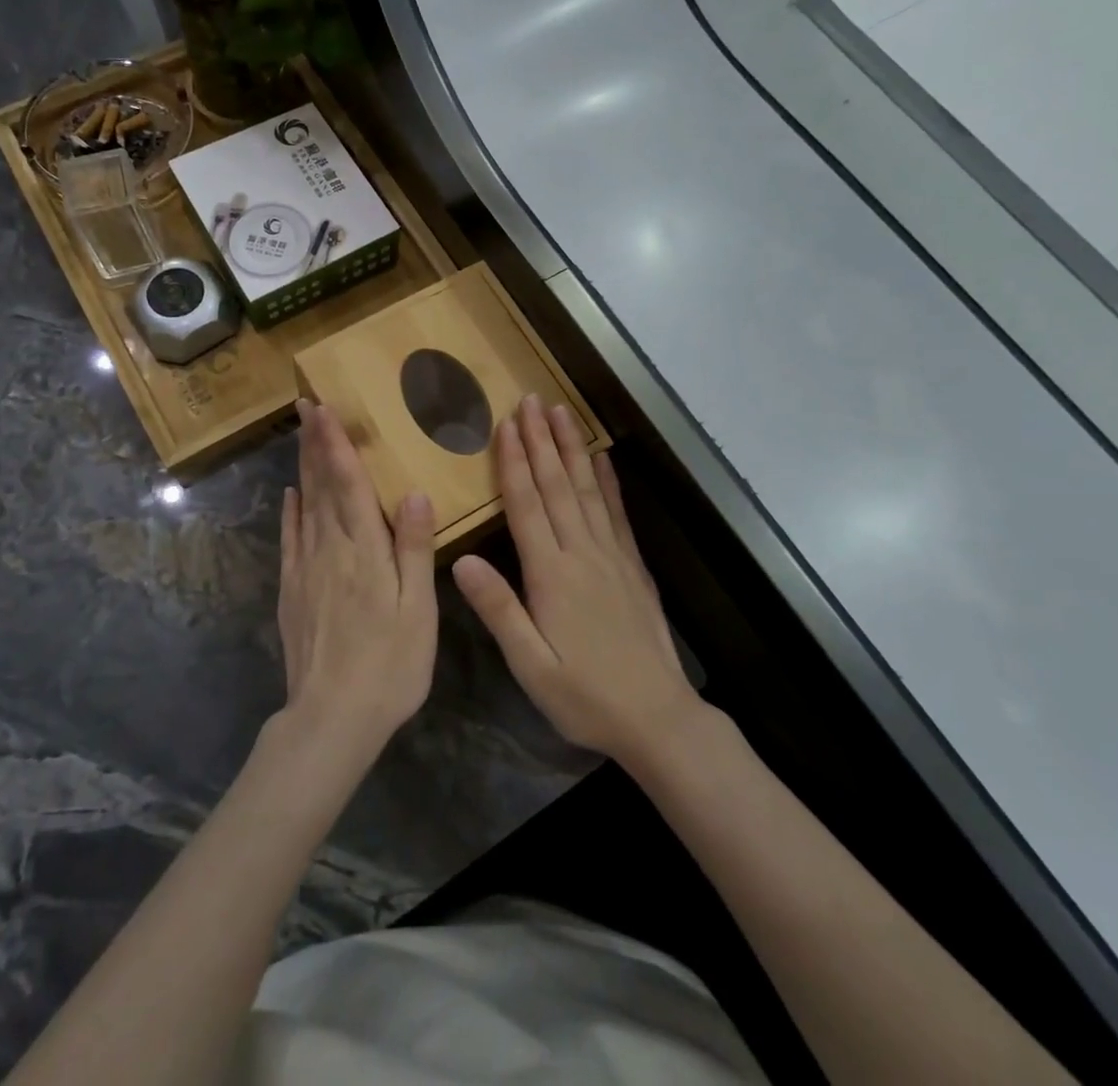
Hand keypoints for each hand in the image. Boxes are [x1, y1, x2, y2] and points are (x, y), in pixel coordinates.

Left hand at [277, 399, 438, 754]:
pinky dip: (290, 512)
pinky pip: (289, 539)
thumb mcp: (417, 610)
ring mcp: (305, 569)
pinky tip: (290, 495)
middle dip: (314, 443)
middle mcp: (330, 549)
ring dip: (303, 467)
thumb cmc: (390, 664)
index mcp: (365, 550)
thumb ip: (415, 549)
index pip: (348, 483)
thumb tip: (415, 493)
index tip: (323, 408)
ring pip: (304, 506)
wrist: (331, 717)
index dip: (335, 443)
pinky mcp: (291, 590)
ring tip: (301, 436)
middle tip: (304, 405)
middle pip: (321, 486)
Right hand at [453, 395, 695, 762]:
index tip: (505, 423)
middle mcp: (582, 553)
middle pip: (556, 485)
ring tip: (562, 412)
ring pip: (587, 489)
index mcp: (551, 574)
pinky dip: (608, 481)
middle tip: (531, 399)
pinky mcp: (633, 565)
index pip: (527, 504)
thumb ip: (498, 609)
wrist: (657, 717)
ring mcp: (612, 556)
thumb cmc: (585, 696)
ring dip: (571, 448)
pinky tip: (601, 458)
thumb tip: (460, 560)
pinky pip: (617, 513)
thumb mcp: (530, 665)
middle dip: (541, 439)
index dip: (514, 461)